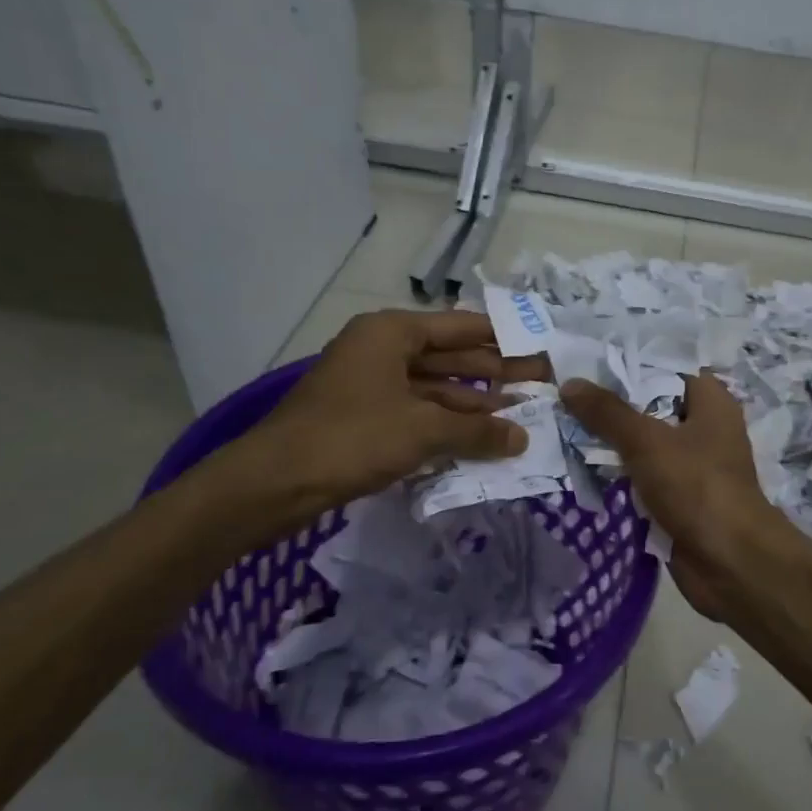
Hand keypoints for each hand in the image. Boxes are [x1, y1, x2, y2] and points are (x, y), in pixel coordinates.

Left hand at [226, 310, 530, 528]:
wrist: (273, 483)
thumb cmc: (352, 438)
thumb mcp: (422, 430)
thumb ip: (477, 432)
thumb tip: (522, 438)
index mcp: (391, 333)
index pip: (459, 327)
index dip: (501, 338)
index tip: (538, 349)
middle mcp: (381, 350)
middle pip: (449, 357)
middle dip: (493, 374)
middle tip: (538, 387)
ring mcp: (370, 384)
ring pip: (434, 388)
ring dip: (472, 405)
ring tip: (517, 418)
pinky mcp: (363, 417)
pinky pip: (416, 412)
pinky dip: (446, 424)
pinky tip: (478, 439)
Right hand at [560, 372, 790, 620]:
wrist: (729, 563)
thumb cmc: (697, 487)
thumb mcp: (647, 441)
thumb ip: (608, 412)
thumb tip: (570, 384)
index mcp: (711, 401)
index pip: (666, 366)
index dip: (629, 360)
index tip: (586, 359)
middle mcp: (704, 427)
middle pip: (651, 404)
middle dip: (610, 402)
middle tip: (563, 392)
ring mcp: (691, 465)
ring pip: (643, 442)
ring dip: (609, 440)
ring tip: (561, 424)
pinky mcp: (679, 497)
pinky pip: (642, 475)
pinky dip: (617, 472)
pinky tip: (578, 464)